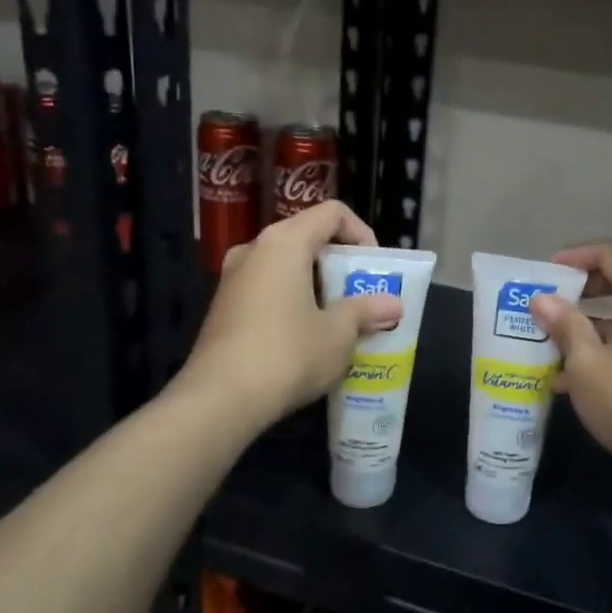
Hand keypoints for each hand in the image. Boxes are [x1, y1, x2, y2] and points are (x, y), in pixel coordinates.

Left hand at [180, 201, 402, 431]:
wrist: (219, 400)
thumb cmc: (287, 354)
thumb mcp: (338, 334)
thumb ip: (365, 311)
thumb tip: (392, 305)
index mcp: (285, 242)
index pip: (332, 213)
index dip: (361, 233)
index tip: (375, 268)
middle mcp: (254, 249)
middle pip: (307, 237)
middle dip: (340, 264)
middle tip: (362, 295)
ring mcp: (232, 278)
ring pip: (285, 266)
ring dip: (316, 285)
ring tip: (338, 319)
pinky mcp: (222, 307)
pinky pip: (266, 289)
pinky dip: (291, 301)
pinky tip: (305, 337)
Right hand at [531, 242, 611, 484]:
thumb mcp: (586, 362)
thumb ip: (564, 323)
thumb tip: (542, 299)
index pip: (610, 256)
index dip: (574, 260)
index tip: (544, 272)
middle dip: (581, 296)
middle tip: (547, 308)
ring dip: (592, 328)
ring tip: (554, 350)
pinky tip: (579, 379)